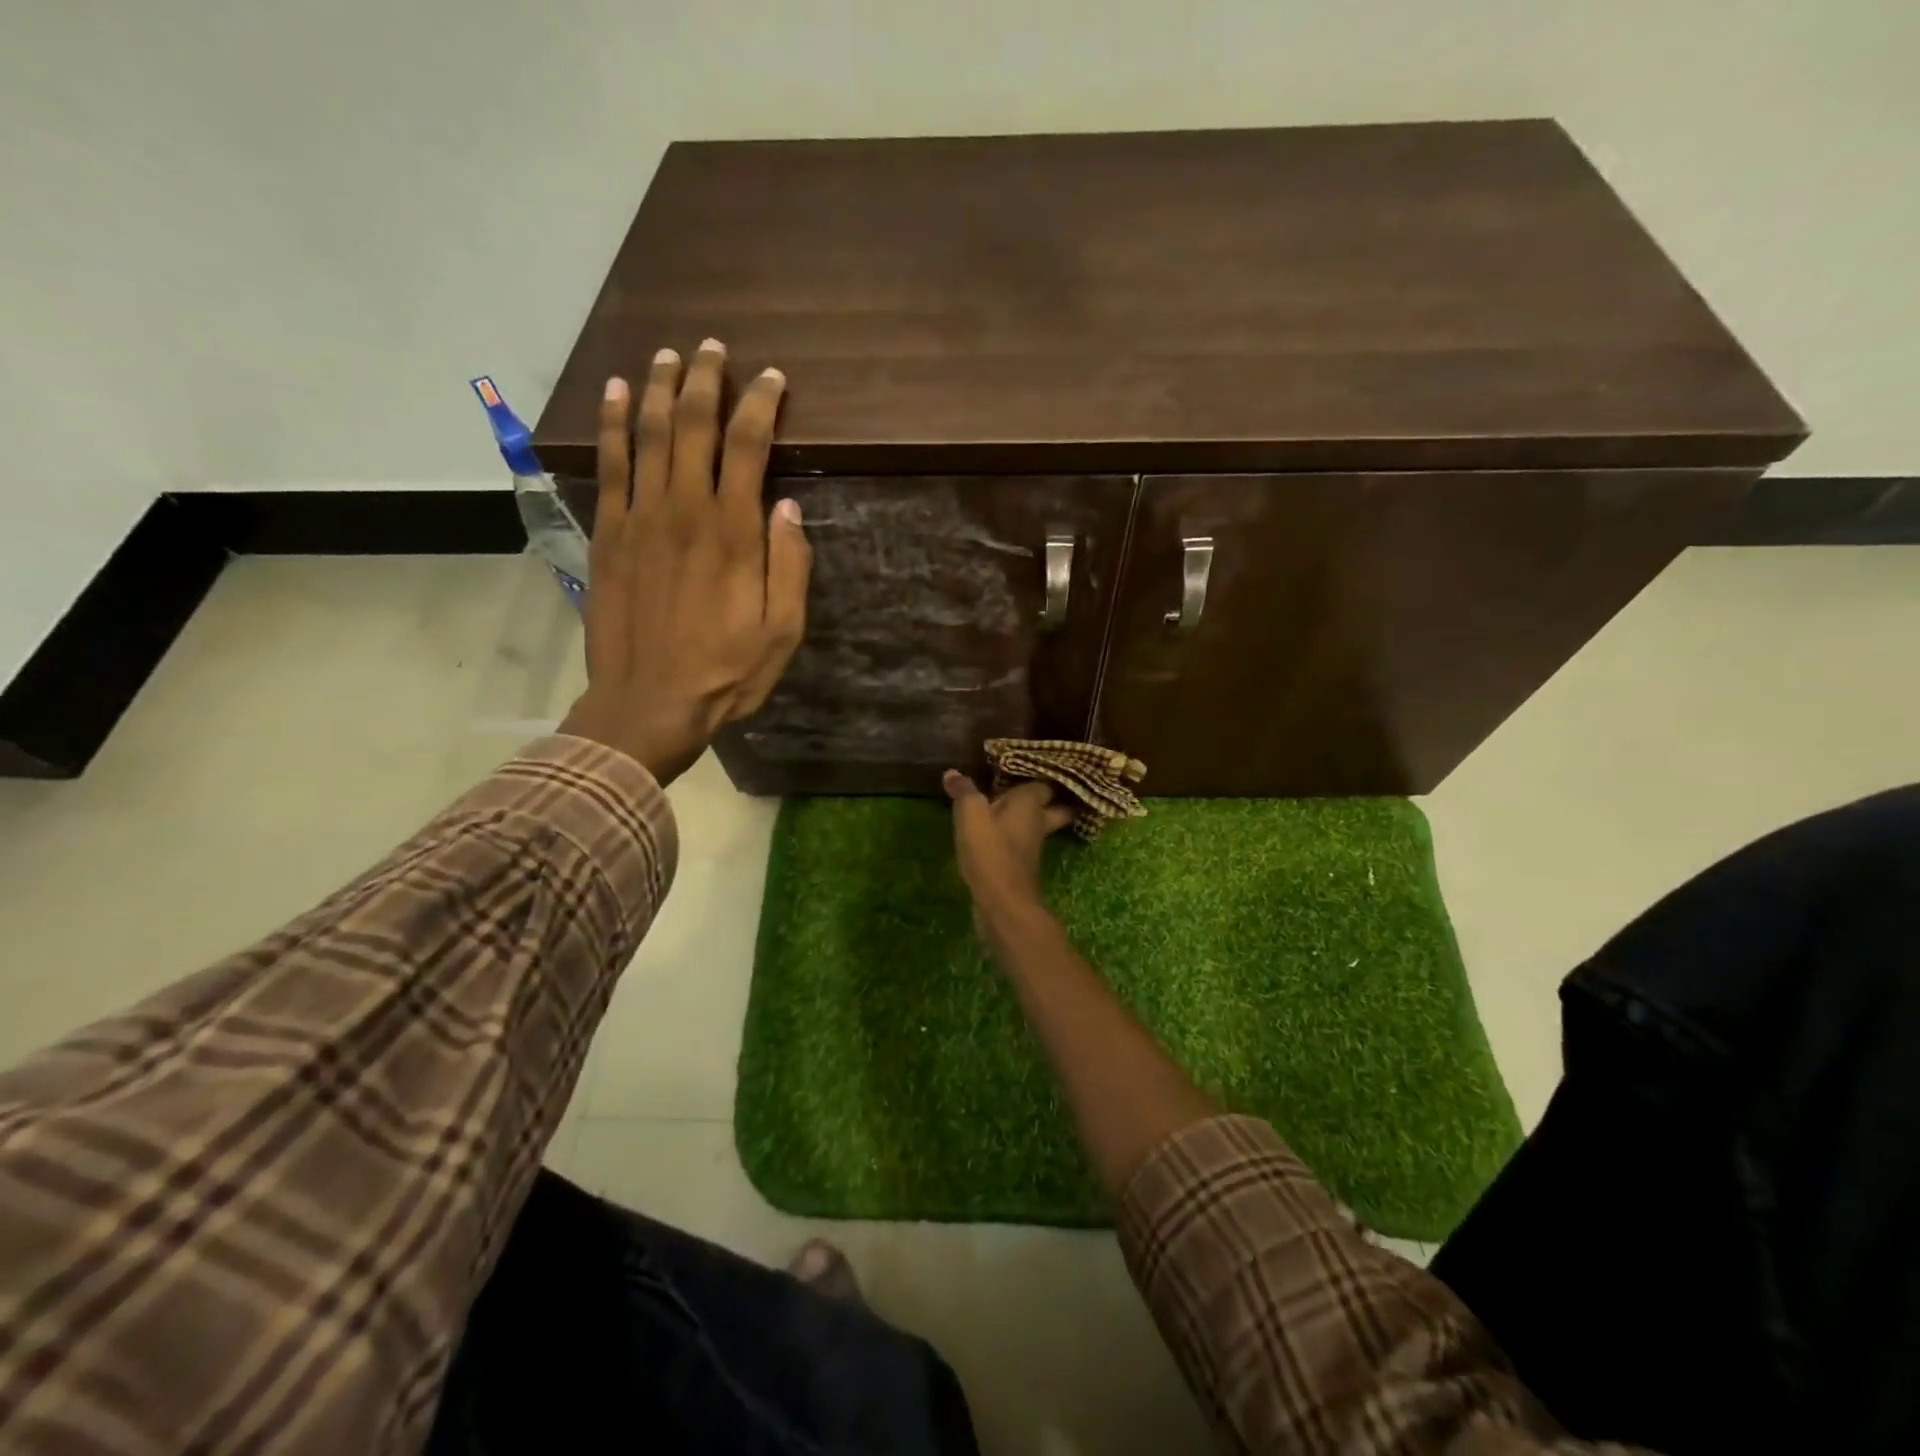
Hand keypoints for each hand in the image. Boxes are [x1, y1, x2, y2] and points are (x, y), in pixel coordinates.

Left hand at [559, 340, 810, 784]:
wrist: (648, 703)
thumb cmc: (726, 673)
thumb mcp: (782, 632)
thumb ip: (790, 567)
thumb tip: (789, 508)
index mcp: (734, 533)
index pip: (748, 446)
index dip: (760, 405)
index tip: (772, 379)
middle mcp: (685, 510)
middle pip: (692, 425)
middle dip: (705, 380)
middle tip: (714, 348)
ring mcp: (640, 519)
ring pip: (647, 434)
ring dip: (657, 388)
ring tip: (667, 355)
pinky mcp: (608, 534)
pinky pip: (608, 466)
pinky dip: (612, 425)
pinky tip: (615, 394)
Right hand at [943, 771, 1074, 925]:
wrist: (1002, 902)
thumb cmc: (990, 849)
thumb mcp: (971, 814)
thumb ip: (964, 791)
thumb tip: (953, 772)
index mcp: (1031, 803)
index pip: (1044, 783)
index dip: (1039, 775)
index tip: (1029, 767)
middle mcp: (1038, 822)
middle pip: (1054, 807)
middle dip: (1049, 800)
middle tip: (1034, 790)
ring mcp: (1033, 847)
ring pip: (1038, 826)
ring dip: (1029, 820)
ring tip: (1009, 809)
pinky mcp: (1022, 866)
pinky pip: (1021, 843)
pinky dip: (1014, 837)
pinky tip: (997, 835)